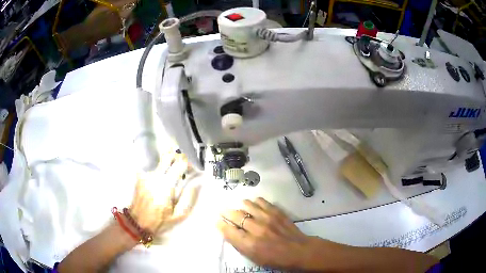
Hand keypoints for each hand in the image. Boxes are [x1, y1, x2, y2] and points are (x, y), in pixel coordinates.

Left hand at [130, 152, 198, 234]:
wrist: (138, 222)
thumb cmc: (159, 221)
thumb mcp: (178, 215)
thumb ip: (188, 198)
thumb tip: (196, 184)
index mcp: (166, 186)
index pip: (179, 164)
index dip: (188, 164)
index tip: (191, 170)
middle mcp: (155, 177)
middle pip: (168, 156)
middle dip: (177, 158)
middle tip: (182, 166)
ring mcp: (146, 176)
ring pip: (160, 162)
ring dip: (168, 166)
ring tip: (171, 177)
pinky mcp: (140, 177)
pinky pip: (152, 169)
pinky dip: (159, 172)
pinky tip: (160, 183)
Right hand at [217, 197, 316, 270]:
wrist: (298, 250)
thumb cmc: (275, 259)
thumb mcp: (254, 258)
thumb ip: (240, 245)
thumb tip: (228, 232)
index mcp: (250, 244)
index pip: (229, 230)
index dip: (221, 224)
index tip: (218, 221)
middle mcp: (256, 229)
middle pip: (235, 215)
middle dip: (226, 213)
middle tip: (224, 212)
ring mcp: (267, 218)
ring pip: (247, 205)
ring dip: (240, 206)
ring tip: (240, 208)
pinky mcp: (276, 212)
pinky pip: (261, 201)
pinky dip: (255, 202)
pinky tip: (254, 205)